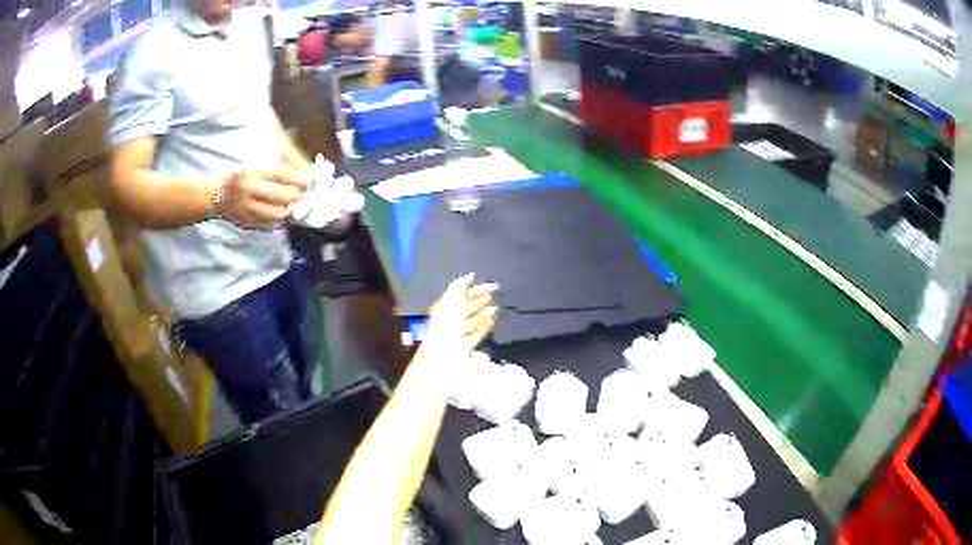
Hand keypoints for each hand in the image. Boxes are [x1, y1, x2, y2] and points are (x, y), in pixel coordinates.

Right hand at [218, 170, 311, 229]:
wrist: (215, 196)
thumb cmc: (239, 180)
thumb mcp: (253, 170)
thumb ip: (273, 174)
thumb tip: (300, 177)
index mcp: (251, 174)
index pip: (280, 175)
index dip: (299, 178)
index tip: (311, 180)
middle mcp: (248, 192)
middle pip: (281, 195)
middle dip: (297, 195)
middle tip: (304, 194)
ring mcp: (247, 210)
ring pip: (277, 213)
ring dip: (290, 210)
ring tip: (294, 205)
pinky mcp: (247, 223)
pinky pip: (269, 225)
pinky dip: (280, 221)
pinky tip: (282, 215)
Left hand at [425, 274, 498, 353]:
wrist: (445, 347)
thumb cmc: (447, 320)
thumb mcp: (451, 298)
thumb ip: (460, 285)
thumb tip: (470, 275)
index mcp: (445, 306)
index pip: (462, 295)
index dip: (476, 289)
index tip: (491, 286)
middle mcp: (451, 319)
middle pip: (468, 307)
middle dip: (480, 301)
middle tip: (493, 295)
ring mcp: (458, 333)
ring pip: (473, 321)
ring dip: (484, 314)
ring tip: (496, 308)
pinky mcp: (465, 345)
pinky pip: (476, 334)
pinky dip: (484, 327)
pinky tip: (493, 321)